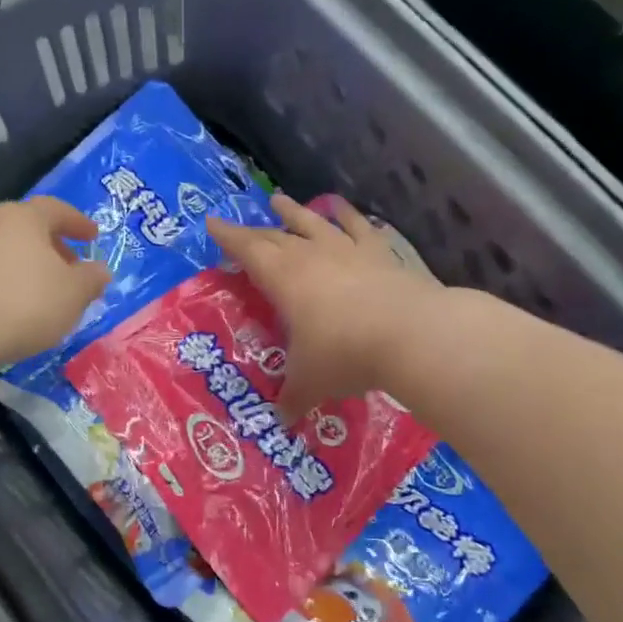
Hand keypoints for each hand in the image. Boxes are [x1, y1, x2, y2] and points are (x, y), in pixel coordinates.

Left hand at [0, 197, 111, 378]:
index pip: (56, 209)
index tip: (93, 237)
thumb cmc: (22, 303)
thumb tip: (100, 270)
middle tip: (69, 270)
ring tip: (40, 296)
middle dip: (50, 248)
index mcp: (23, 217)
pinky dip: (0, 286)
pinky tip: (9, 312)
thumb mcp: (73, 295)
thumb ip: (91, 280)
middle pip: (26, 229)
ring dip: (23, 269)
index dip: (78, 223)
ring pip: (1, 252)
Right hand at [207, 193, 441, 421]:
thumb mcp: (311, 382)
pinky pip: (358, 227)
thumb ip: (292, 398)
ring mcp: (347, 250)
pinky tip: (342, 208)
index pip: (248, 250)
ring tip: (281, 200)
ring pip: (313, 223)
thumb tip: (281, 422)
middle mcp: (311, 256)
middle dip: (255, 231)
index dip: (228, 237)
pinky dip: (347, 215)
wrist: (410, 334)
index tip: (212, 222)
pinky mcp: (379, 253)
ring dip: (295, 212)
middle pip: (276, 236)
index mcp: (283, 279)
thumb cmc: (345, 354)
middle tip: (242, 226)